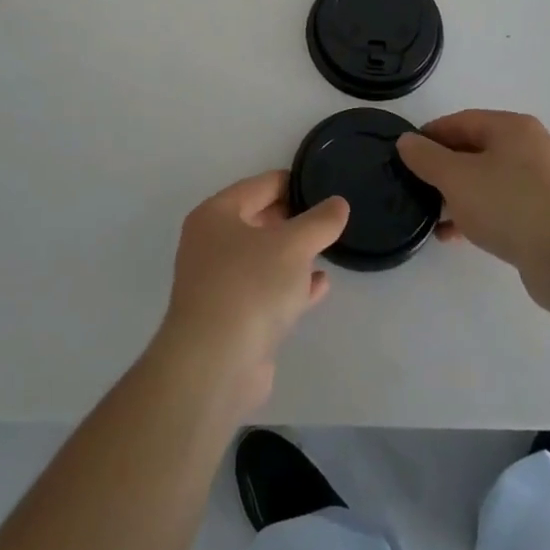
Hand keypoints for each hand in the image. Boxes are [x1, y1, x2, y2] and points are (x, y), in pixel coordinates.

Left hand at [156, 171, 349, 414]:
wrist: (215, 365)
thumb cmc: (250, 286)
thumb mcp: (293, 245)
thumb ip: (319, 222)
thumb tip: (338, 204)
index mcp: (216, 215)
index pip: (259, 186)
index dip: (292, 183)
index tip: (323, 186)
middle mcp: (210, 244)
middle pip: (258, 221)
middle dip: (292, 220)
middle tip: (327, 219)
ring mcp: (218, 284)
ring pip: (262, 259)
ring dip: (292, 255)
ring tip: (327, 249)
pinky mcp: (230, 319)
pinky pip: (265, 291)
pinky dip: (290, 286)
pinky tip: (320, 286)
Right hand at [396, 111, 549, 311]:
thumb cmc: (510, 205)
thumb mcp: (456, 177)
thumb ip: (426, 157)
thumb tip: (406, 141)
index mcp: (512, 128)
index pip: (461, 121)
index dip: (429, 135)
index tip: (404, 155)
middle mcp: (530, 148)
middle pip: (475, 149)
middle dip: (443, 168)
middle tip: (415, 185)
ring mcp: (541, 183)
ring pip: (487, 180)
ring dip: (458, 195)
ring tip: (431, 214)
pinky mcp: (546, 216)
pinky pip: (502, 206)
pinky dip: (477, 215)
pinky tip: (455, 235)